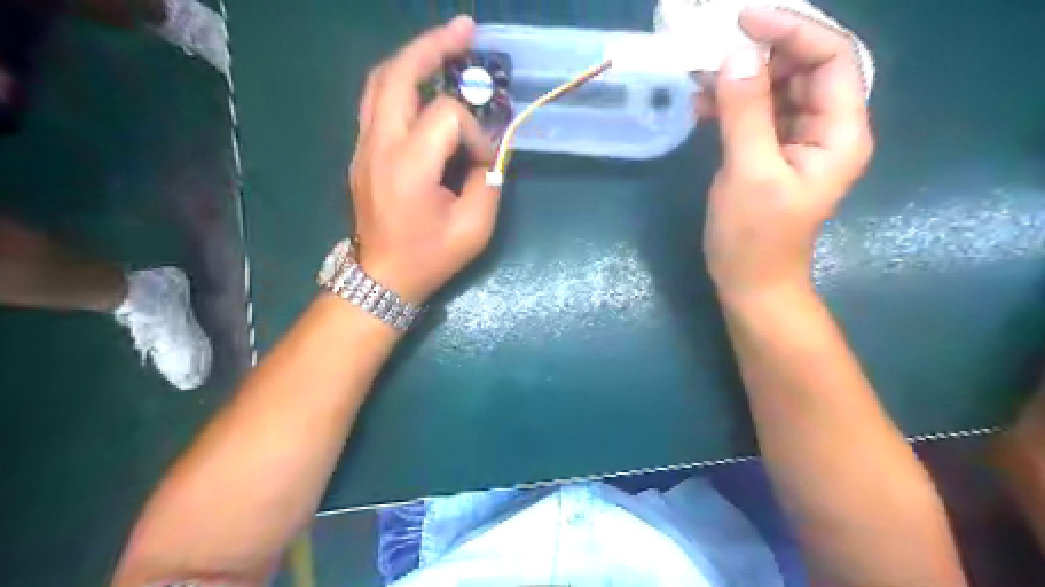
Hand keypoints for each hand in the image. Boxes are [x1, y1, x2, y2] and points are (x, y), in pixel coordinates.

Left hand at [347, 16, 500, 304]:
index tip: (484, 163)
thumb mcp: (474, 229)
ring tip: (446, 47)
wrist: (380, 278)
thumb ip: (487, 182)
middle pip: (399, 73)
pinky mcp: (361, 152)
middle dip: (434, 46)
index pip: (447, 117)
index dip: (475, 133)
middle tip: (466, 30)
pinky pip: (377, 101)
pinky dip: (401, 83)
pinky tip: (424, 85)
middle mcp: (379, 145)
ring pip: (380, 80)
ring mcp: (363, 146)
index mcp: (408, 165)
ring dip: (413, 58)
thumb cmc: (428, 258)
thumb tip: (485, 154)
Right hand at [701, 9, 874, 296]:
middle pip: (805, 67)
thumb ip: (746, 113)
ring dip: (741, 76)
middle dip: (763, 50)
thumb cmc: (754, 238)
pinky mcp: (769, 151)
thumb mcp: (749, 173)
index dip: (792, 30)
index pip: (831, 58)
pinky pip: (755, 112)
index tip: (743, 19)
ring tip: (701, 72)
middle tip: (715, 44)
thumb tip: (735, 55)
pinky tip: (702, 102)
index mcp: (839, 132)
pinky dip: (730, 102)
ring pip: (776, 88)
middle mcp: (825, 128)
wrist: (749, 282)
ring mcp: (796, 140)